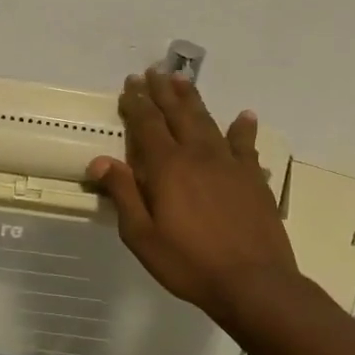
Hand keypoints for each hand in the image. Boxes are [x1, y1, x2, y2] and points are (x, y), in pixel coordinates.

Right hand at [88, 69, 300, 325]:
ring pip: (208, 121)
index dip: (137, 103)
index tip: (129, 85)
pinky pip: (246, 145)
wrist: (253, 282)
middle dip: (162, 92)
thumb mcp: (142, 236)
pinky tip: (244, 116)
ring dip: (193, 100)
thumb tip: (100, 160)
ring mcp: (230, 164)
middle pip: (178, 114)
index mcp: (167, 168)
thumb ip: (123, 194)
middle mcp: (198, 155)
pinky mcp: (253, 178)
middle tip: (152, 72)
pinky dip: (243, 128)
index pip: (147, 125)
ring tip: (183, 80)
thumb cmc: (188, 263)